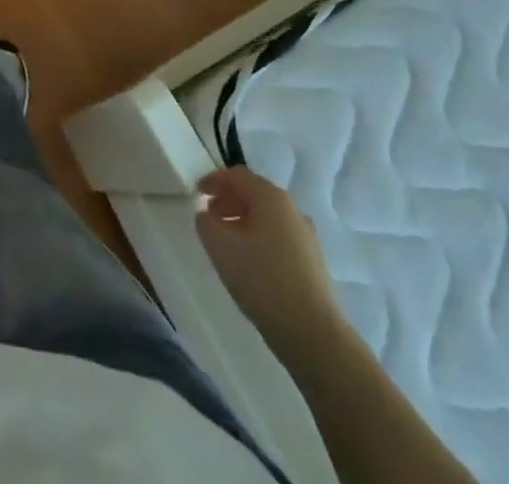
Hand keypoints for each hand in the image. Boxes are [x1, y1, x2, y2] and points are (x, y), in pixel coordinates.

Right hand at [195, 167, 343, 353]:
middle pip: (254, 193)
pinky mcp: (312, 261)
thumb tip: (207, 215)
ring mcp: (306, 236)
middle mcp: (291, 209)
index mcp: (270, 197)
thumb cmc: (262, 280)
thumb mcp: (220, 248)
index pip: (236, 175)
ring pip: (267, 217)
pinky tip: (250, 263)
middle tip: (209, 217)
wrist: (313, 333)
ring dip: (243, 221)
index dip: (213, 180)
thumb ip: (205, 223)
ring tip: (226, 242)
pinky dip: (259, 238)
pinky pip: (279, 237)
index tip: (196, 194)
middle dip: (228, 200)